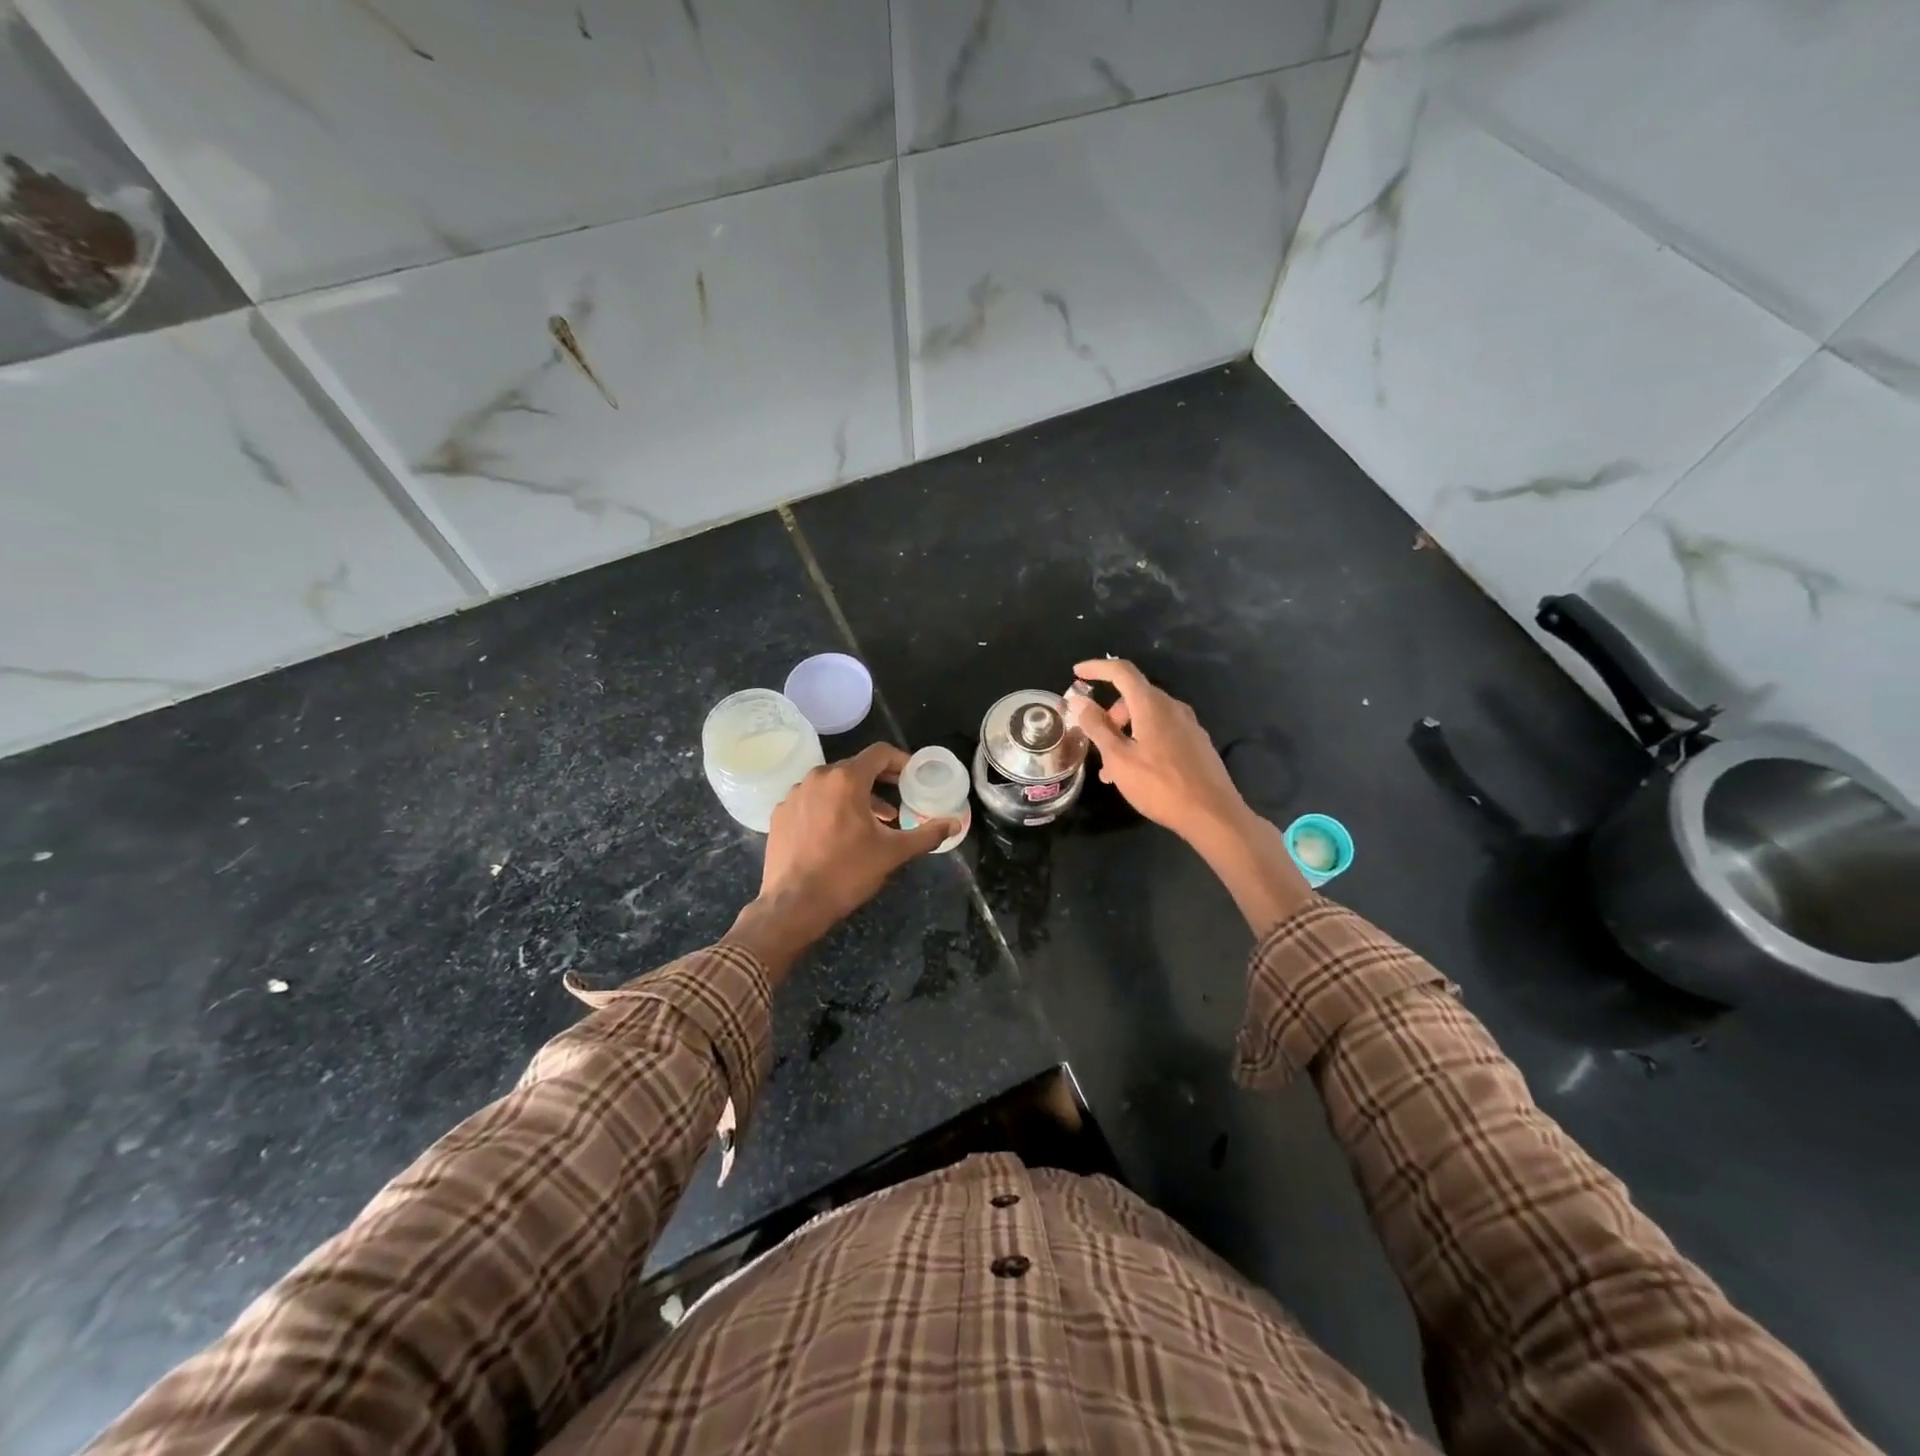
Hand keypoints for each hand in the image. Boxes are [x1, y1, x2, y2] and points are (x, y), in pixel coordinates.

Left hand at [725, 743, 956, 979]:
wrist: (793, 905)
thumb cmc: (847, 873)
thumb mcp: (893, 853)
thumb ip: (927, 834)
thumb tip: (955, 824)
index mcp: (846, 779)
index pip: (879, 753)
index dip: (901, 761)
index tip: (913, 778)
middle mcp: (817, 777)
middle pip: (855, 768)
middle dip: (879, 782)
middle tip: (897, 802)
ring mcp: (794, 794)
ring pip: (831, 784)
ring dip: (854, 796)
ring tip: (871, 822)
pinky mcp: (780, 813)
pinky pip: (811, 800)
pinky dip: (829, 808)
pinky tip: (837, 834)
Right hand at [1066, 659, 1311, 934]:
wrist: (1212, 814)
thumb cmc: (1160, 785)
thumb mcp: (1118, 758)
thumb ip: (1097, 727)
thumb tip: (1078, 701)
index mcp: (1152, 705)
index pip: (1122, 671)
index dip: (1097, 667)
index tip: (1077, 673)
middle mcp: (1173, 708)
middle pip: (1135, 696)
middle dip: (1111, 713)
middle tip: (1096, 738)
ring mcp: (1189, 726)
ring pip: (1149, 717)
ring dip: (1126, 733)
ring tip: (1112, 769)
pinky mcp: (1197, 744)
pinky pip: (1163, 732)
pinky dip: (1143, 742)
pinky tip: (1137, 773)